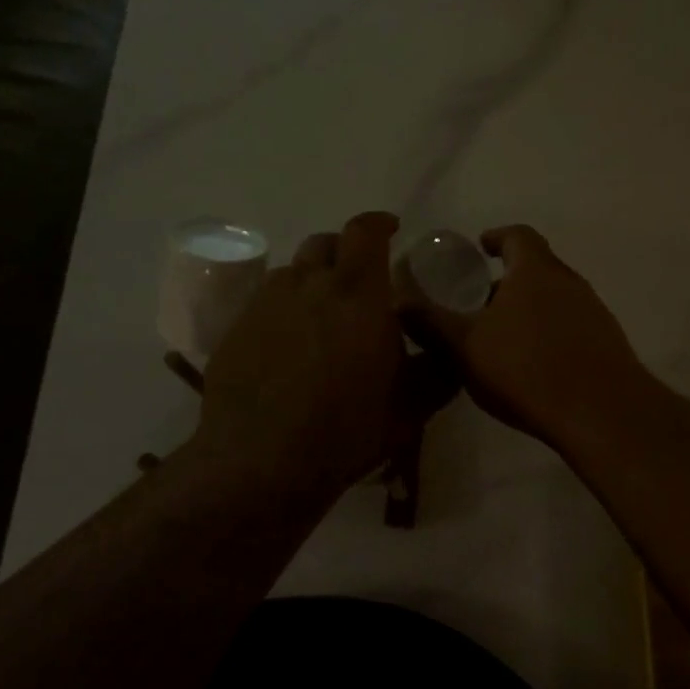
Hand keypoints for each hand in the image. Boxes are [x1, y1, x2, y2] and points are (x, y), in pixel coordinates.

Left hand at [187, 212, 456, 508]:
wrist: (262, 464)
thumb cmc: (348, 429)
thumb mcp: (414, 405)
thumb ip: (439, 369)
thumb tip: (454, 349)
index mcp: (357, 293)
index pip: (364, 232)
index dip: (379, 224)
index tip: (391, 230)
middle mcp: (308, 285)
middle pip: (324, 243)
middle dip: (345, 250)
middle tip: (360, 277)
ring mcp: (265, 306)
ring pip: (291, 272)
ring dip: (312, 278)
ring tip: (323, 310)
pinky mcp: (235, 331)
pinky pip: (264, 302)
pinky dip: (284, 308)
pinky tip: (290, 343)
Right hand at [399, 224, 648, 447]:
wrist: (601, 412)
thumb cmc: (526, 369)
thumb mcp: (465, 346)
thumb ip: (430, 321)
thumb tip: (399, 300)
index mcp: (536, 270)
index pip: (517, 236)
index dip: (497, 237)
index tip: (480, 248)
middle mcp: (570, 281)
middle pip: (538, 267)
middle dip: (510, 280)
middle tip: (482, 302)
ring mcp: (594, 311)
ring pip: (556, 298)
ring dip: (531, 309)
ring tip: (504, 337)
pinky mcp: (608, 342)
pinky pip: (572, 326)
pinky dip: (550, 333)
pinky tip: (535, 364)